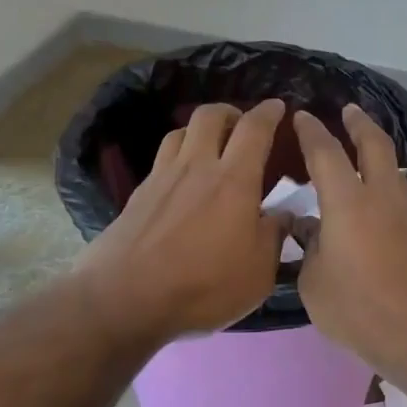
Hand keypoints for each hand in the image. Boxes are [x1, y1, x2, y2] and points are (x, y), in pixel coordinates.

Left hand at [76, 99, 291, 344]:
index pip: (254, 129)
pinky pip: (162, 158)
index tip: (278, 107)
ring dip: (200, 131)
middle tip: (242, 125)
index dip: (269, 112)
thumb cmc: (203, 286)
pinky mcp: (138, 194)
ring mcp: (162, 177)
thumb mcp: (258, 273)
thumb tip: (282, 215)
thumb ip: (274, 237)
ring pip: (181, 132)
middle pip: (210, 115)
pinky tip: (182, 180)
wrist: (125, 299)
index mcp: (234, 180)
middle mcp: (197, 166)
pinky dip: (178, 156)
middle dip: (230, 111)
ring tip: (210, 148)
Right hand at [291, 105, 406, 383]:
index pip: (326, 153)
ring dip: (375, 148)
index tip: (301, 116)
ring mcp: (404, 214)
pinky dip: (382, 177)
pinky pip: (396, 191)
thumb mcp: (314, 283)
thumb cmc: (359, 310)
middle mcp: (380, 197)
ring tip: (359, 145)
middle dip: (359, 123)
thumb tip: (307, 227)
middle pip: (374, 144)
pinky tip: (369, 193)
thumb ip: (308, 248)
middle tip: (347, 110)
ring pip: (391, 166)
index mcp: (348, 203)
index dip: (311, 132)